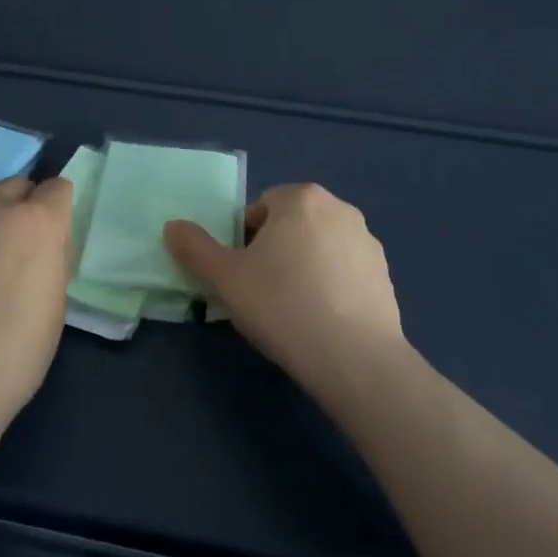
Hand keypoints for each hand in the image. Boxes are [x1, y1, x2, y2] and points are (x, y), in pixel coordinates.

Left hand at [0, 175, 74, 431]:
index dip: (59, 209)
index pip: (58, 188)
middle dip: (25, 206)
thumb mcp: (55, 303)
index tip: (55, 236)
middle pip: (18, 185)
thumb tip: (42, 246)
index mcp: (40, 223)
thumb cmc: (15, 351)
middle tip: (20, 245)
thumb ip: (51, 259)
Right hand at [164, 183, 405, 397]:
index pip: (260, 209)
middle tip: (263, 294)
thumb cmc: (283, 306)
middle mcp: (340, 209)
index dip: (244, 241)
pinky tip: (322, 322)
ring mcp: (368, 242)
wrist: (355, 358)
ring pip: (319, 249)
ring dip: (303, 268)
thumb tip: (172, 226)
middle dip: (274, 252)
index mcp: (302, 198)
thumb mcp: (226, 278)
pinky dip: (331, 287)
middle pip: (291, 225)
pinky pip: (345, 272)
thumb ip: (195, 248)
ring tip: (292, 312)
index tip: (243, 276)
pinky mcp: (386, 275)